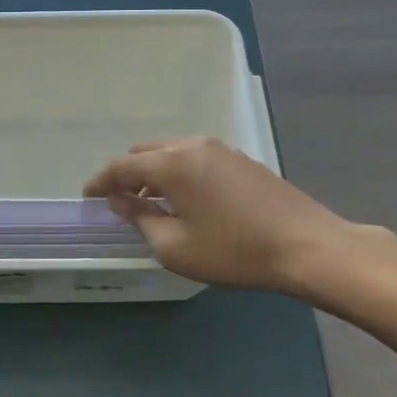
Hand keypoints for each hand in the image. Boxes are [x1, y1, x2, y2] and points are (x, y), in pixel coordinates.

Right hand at [83, 137, 386, 302]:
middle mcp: (193, 146)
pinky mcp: (242, 160)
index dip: (100, 181)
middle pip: (146, 152)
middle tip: (120, 202)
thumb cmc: (235, 250)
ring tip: (153, 203)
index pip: (122, 166)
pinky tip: (188, 200)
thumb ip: (141, 220)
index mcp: (171, 163)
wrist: (308, 246)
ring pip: (172, 153)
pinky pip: (196, 159)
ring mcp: (221, 150)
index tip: (88, 197)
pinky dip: (180, 173)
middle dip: (128, 174)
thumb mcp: (176, 247)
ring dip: (155, 173)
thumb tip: (122, 202)